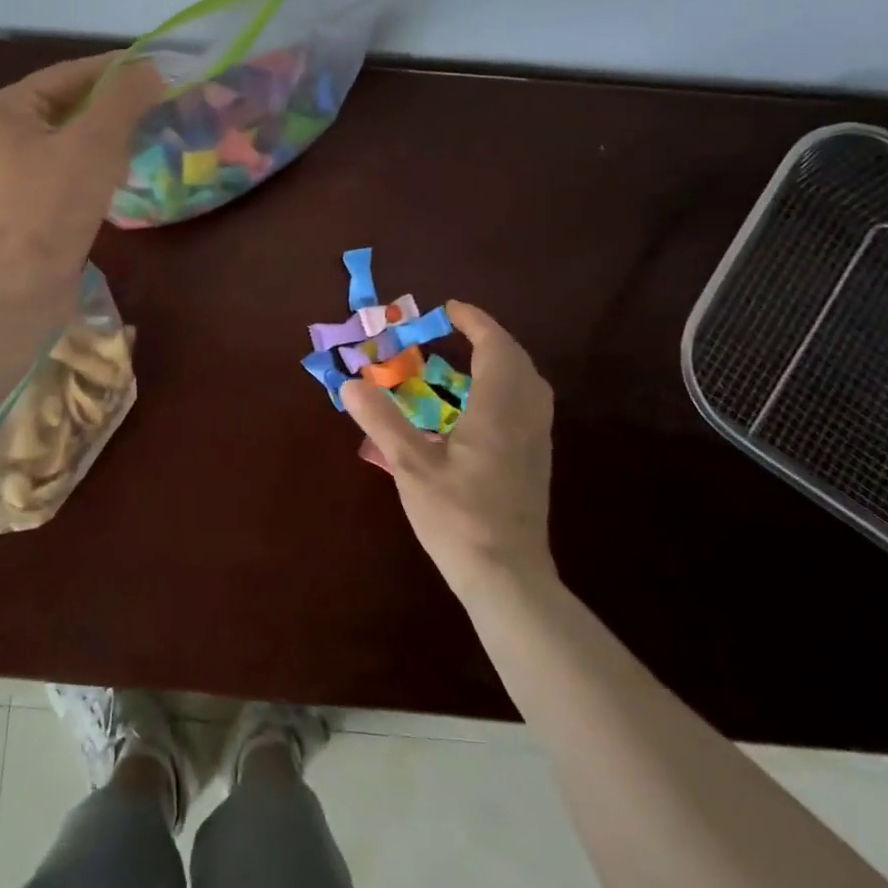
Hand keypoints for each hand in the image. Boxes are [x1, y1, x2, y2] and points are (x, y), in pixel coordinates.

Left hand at [0, 53, 164, 289]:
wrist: (19, 286)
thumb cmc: (52, 206)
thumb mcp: (95, 142)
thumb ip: (125, 99)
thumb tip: (150, 70)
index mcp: (6, 109)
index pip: (68, 73)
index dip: (115, 69)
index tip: (157, 70)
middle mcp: (3, 136)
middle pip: (68, 107)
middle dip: (114, 105)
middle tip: (159, 103)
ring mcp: (14, 175)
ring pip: (70, 142)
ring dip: (109, 137)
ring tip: (149, 135)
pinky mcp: (29, 207)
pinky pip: (68, 172)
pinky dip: (97, 168)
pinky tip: (125, 174)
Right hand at [342, 302, 556, 598]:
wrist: (507, 578)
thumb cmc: (457, 518)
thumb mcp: (410, 467)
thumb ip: (381, 420)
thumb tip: (350, 382)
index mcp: (498, 411)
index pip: (495, 348)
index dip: (475, 322)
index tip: (448, 309)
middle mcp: (525, 418)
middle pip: (518, 360)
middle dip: (489, 337)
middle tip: (455, 329)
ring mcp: (537, 441)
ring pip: (529, 383)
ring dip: (502, 360)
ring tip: (466, 360)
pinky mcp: (536, 461)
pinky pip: (529, 404)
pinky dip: (508, 385)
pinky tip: (479, 406)